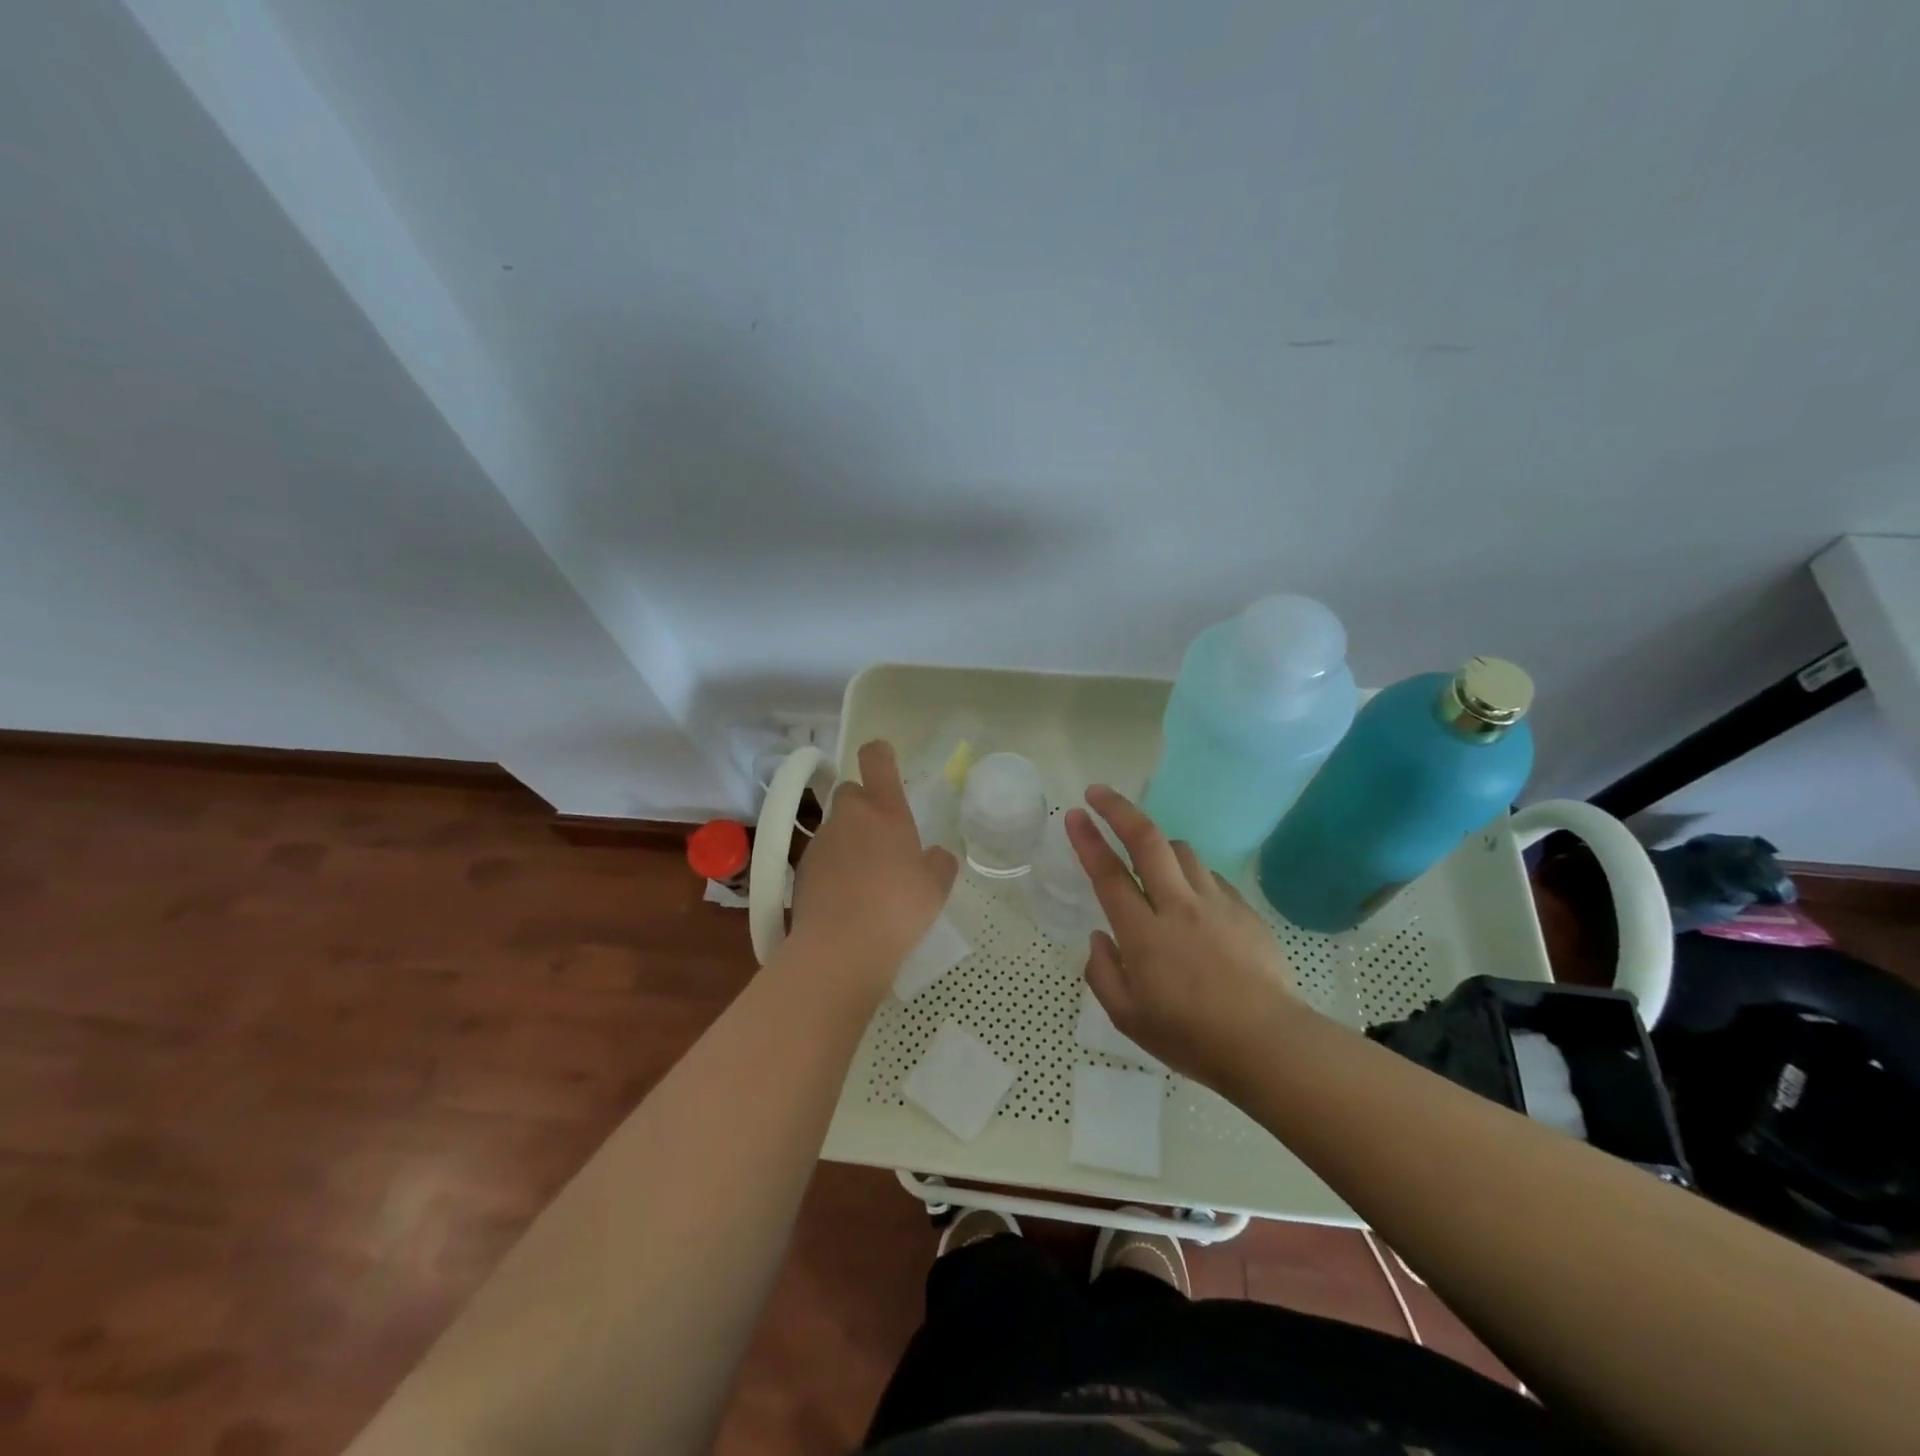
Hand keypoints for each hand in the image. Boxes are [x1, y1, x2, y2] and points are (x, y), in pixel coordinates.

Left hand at [788, 740, 958, 992]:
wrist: (841, 948)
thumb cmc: (898, 909)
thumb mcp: (935, 888)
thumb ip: (938, 864)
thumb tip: (936, 855)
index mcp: (885, 811)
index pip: (876, 760)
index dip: (880, 755)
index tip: (884, 762)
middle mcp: (849, 817)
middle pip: (850, 792)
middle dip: (862, 806)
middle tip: (881, 836)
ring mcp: (821, 843)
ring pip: (834, 827)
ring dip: (847, 839)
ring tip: (865, 876)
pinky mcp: (801, 870)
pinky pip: (821, 857)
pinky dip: (832, 867)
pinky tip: (845, 897)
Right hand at [1065, 785, 1308, 1090]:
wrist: (1267, 1043)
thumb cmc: (1190, 1036)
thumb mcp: (1128, 1018)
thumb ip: (1102, 973)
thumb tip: (1099, 939)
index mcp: (1143, 933)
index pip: (1108, 873)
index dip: (1088, 839)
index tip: (1074, 814)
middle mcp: (1177, 906)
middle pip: (1147, 840)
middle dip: (1119, 810)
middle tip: (1099, 793)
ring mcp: (1215, 903)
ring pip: (1182, 851)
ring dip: (1158, 844)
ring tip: (1148, 857)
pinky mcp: (1244, 910)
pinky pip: (1211, 876)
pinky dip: (1192, 874)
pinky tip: (1191, 896)